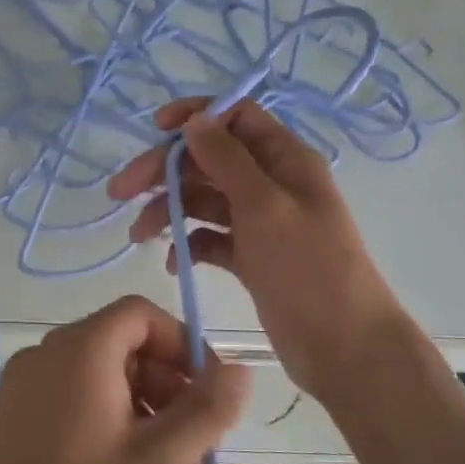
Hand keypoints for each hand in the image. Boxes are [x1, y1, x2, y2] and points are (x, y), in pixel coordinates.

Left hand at [0, 296, 250, 463]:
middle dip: (164, 377)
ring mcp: (17, 391)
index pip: (139, 314)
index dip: (182, 343)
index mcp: (76, 352)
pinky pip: (67, 399)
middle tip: (192, 436)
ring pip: (93, 373)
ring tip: (161, 462)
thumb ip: (207, 409)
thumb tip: (240, 369)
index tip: (209, 393)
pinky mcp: (7, 425)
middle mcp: (40, 357)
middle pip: (116, 341)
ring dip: (138, 400)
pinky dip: (104, 416)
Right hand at [107, 97, 407, 397]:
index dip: (196, 117)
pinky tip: (171, 262)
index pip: (235, 117)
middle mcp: (272, 185)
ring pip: (205, 202)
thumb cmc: (308, 268)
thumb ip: (227, 160)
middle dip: (164, 171)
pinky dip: (189, 245)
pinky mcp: (252, 260)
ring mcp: (261, 224)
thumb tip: (195, 120)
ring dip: (169, 211)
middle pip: (209, 161)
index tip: (155, 130)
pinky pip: (212, 240)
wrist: (345, 347)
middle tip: (119, 192)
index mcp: (285, 160)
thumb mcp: (264, 206)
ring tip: (137, 236)